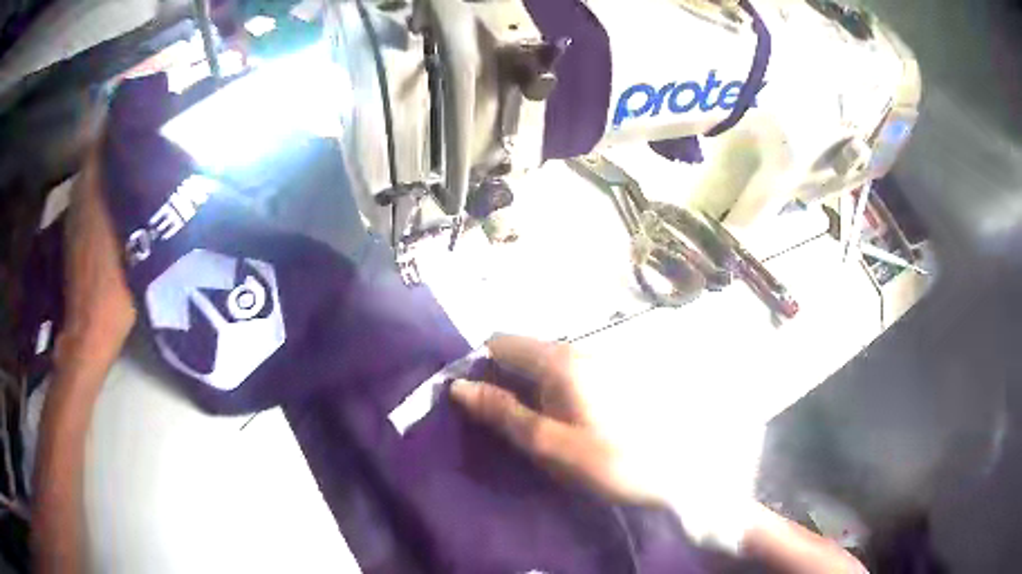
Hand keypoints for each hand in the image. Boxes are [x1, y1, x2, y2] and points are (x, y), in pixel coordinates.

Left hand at [58, 140, 135, 375]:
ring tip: (132, 161)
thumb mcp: (138, 249)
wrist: (88, 333)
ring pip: (91, 175)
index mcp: (95, 198)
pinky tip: (115, 195)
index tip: (141, 115)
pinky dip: (100, 187)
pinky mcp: (74, 234)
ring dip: (108, 164)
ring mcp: (75, 217)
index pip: (103, 144)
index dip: (119, 126)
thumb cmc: (114, 293)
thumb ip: (143, 209)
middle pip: (96, 156)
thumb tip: (156, 173)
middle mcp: (81, 199)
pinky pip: (87, 195)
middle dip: (116, 142)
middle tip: (142, 137)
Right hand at [449, 335, 761, 549]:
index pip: (501, 342)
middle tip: (497, 422)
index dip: (477, 365)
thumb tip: (459, 386)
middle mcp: (581, 350)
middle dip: (502, 380)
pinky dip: (552, 394)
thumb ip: (503, 413)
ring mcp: (601, 362)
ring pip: (546, 366)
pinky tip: (562, 424)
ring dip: (528, 390)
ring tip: (528, 428)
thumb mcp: (549, 443)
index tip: (470, 399)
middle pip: (524, 353)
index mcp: (560, 360)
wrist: (682, 472)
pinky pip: (569, 377)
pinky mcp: (616, 378)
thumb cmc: (611, 460)